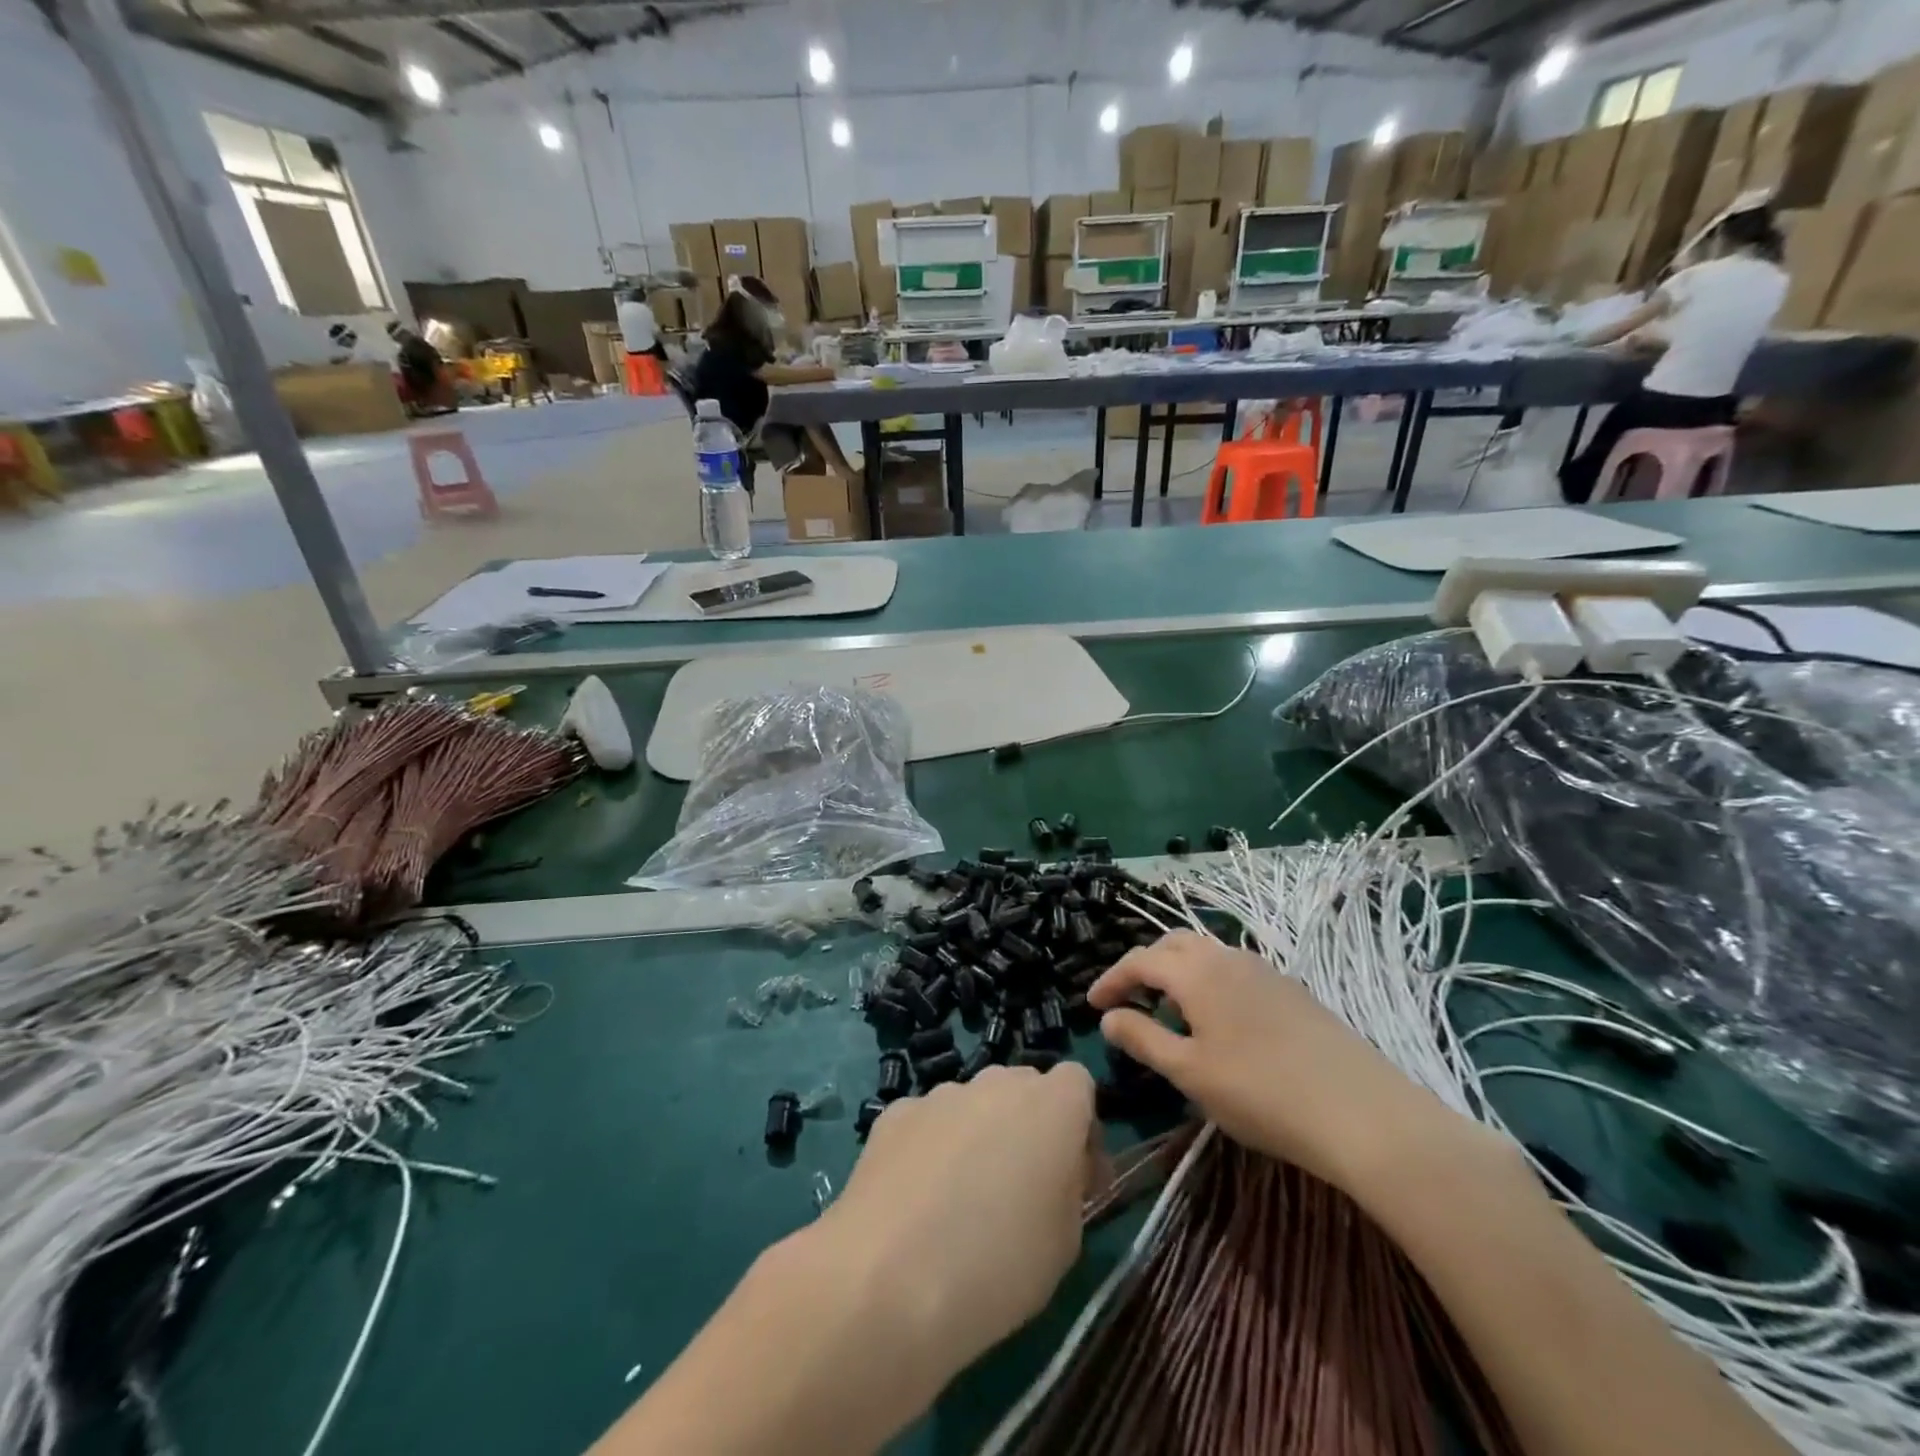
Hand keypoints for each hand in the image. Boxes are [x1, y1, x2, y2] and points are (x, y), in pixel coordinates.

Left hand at [818, 1064, 1098, 1381]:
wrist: (888, 1279)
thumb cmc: (998, 1267)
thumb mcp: (1066, 1242)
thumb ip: (1071, 1187)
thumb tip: (1061, 1168)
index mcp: (1051, 1106)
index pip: (1078, 1083)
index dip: (1081, 1126)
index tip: (1075, 1176)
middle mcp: (997, 1084)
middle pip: (1025, 1088)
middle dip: (1030, 1127)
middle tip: (1020, 1192)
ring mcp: (942, 1094)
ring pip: (975, 1104)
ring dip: (979, 1136)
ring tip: (960, 1205)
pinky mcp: (896, 1112)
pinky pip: (930, 1122)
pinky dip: (932, 1148)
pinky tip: (917, 1202)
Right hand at [1089, 932, 1473, 1198]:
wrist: (1363, 1112)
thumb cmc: (1261, 1093)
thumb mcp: (1189, 1072)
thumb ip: (1143, 1039)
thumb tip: (1108, 1018)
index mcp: (1197, 972)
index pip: (1140, 960)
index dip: (1111, 979)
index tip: (1091, 1005)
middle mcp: (1229, 958)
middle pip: (1174, 946)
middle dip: (1145, 967)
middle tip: (1130, 1001)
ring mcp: (1265, 971)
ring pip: (1207, 955)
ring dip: (1179, 974)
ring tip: (1171, 1014)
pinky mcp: (1292, 991)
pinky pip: (1234, 971)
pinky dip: (1209, 983)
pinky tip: (1220, 1023)